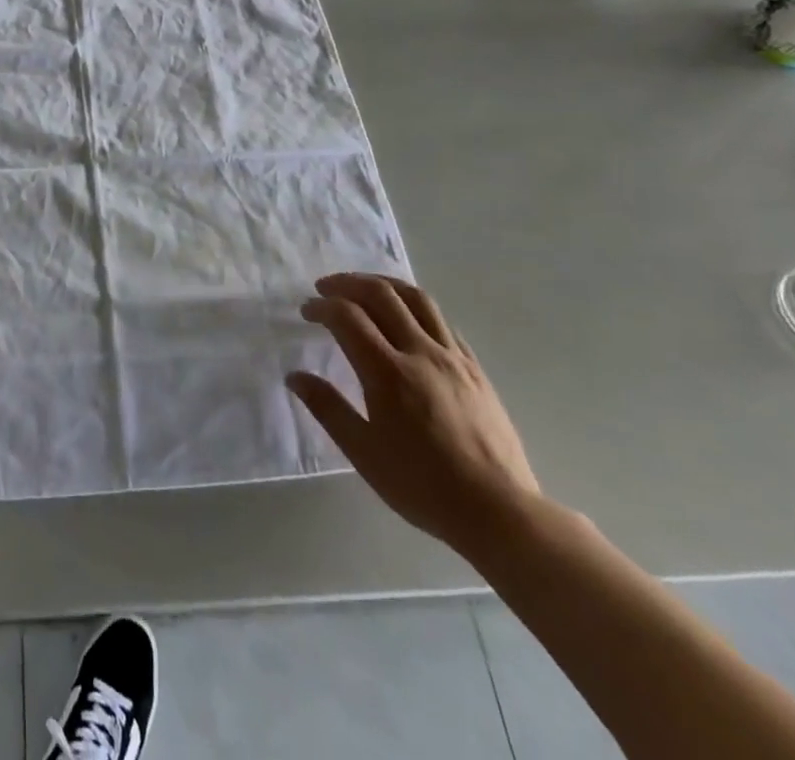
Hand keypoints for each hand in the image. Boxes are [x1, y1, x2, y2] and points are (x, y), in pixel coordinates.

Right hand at [287, 273, 540, 556]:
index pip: (347, 316)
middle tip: (326, 288)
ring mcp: (453, 357)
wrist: (499, 512)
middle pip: (381, 294)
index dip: (322, 306)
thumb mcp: (364, 453)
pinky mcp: (475, 368)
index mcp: (388, 372)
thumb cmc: (423, 486)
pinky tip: (407, 320)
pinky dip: (415, 308)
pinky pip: (442, 321)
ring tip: (364, 289)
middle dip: (347, 283)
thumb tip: (295, 377)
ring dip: (384, 284)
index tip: (306, 311)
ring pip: (416, 298)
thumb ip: (328, 408)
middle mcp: (420, 352)